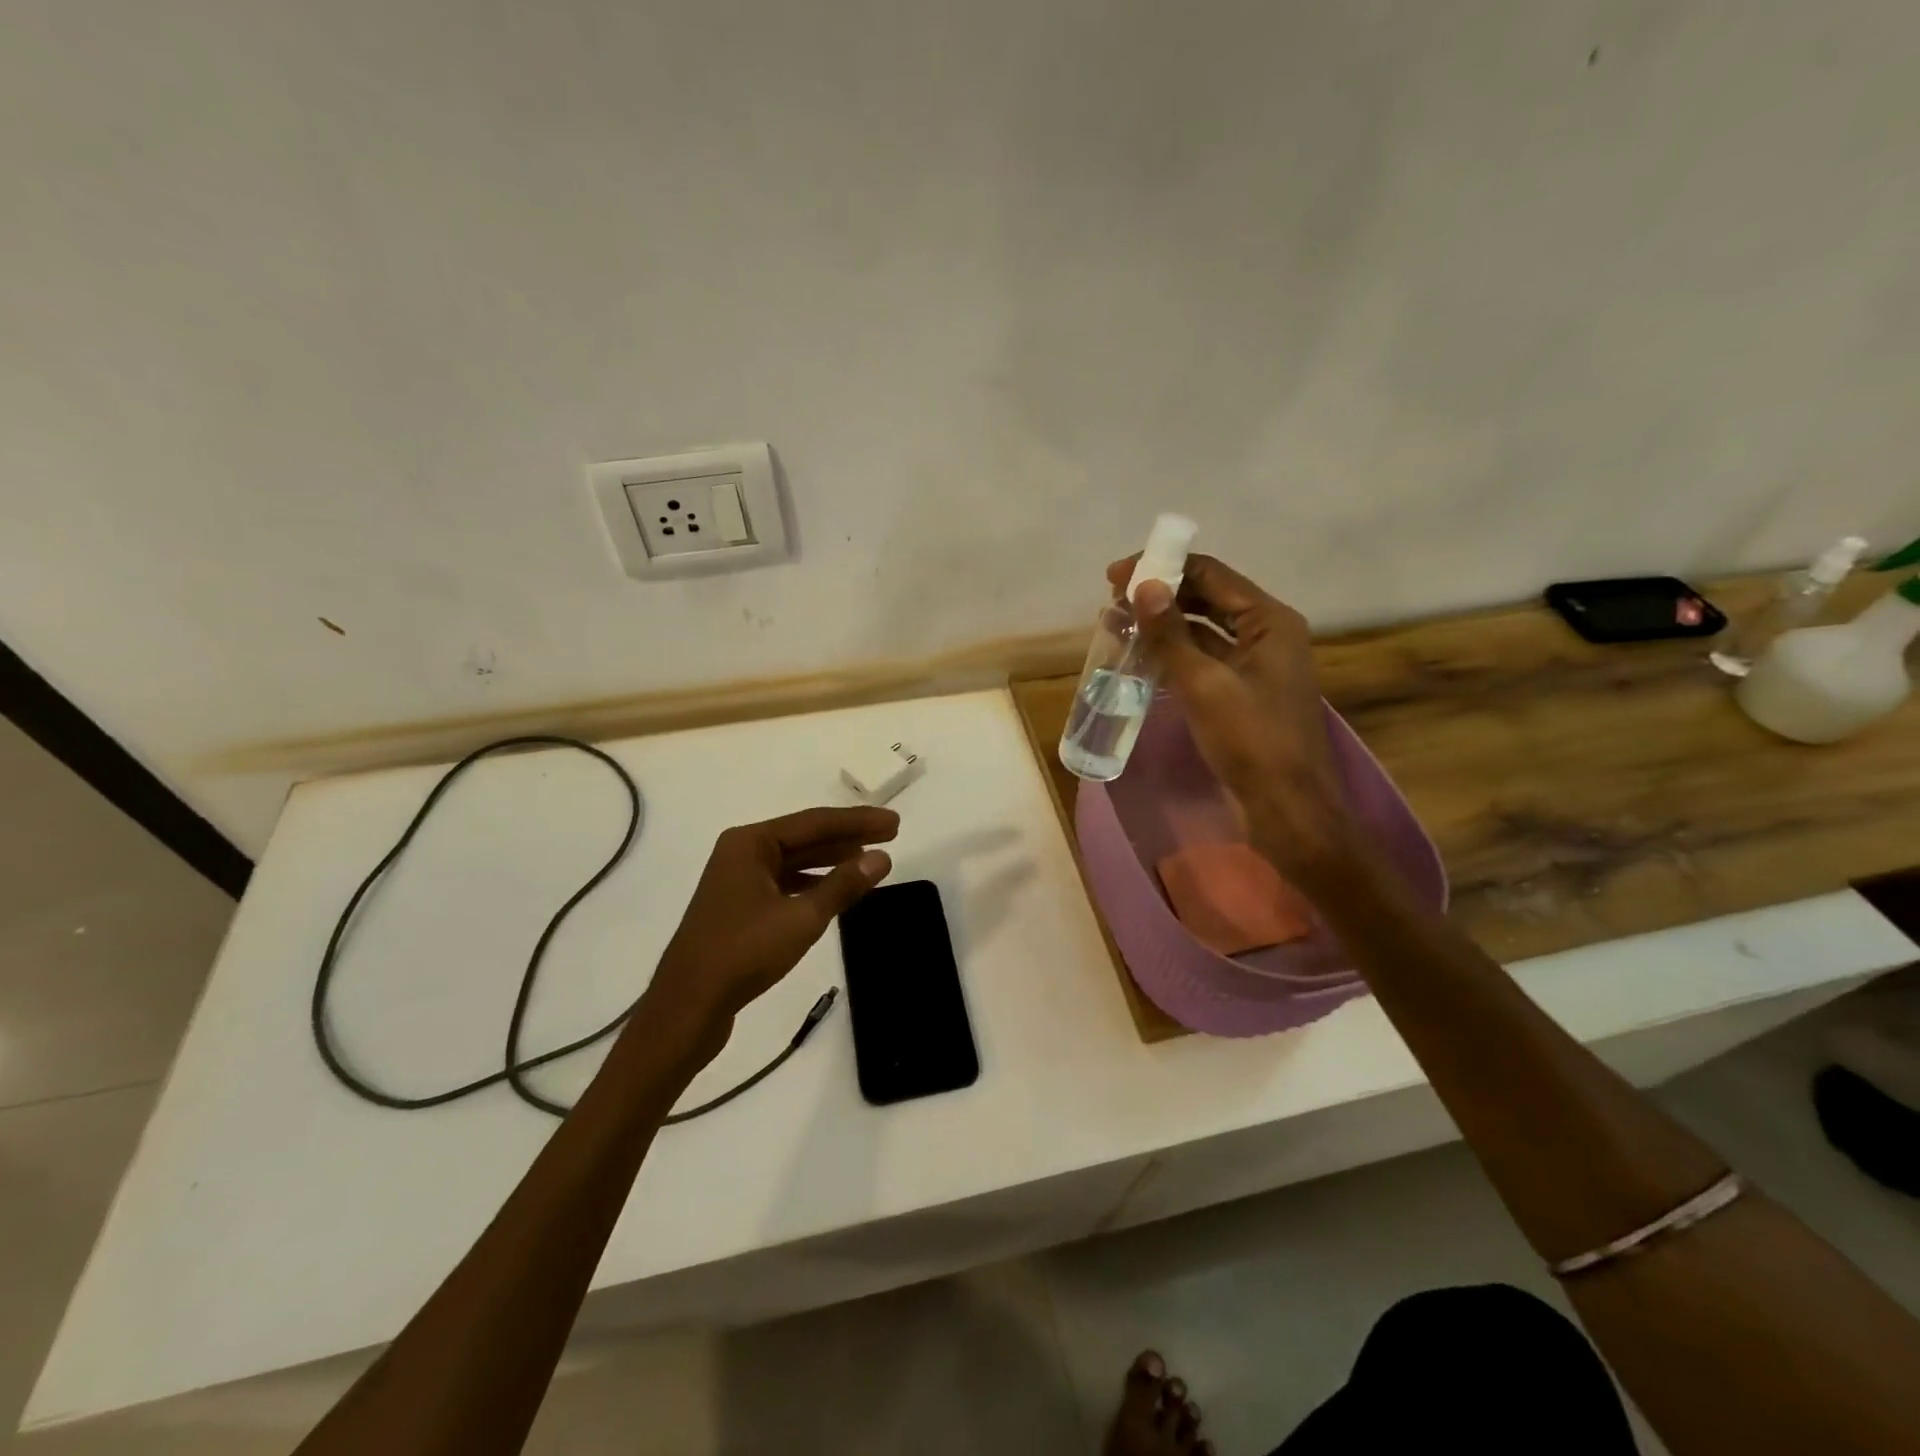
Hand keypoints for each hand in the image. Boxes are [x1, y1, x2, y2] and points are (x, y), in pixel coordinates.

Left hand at [644, 807, 897, 1047]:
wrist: (688, 1007)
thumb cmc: (744, 952)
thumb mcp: (802, 917)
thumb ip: (843, 885)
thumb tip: (881, 857)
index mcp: (751, 843)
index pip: (815, 822)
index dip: (858, 822)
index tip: (894, 823)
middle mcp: (741, 853)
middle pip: (804, 837)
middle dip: (847, 838)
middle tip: (890, 836)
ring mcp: (737, 881)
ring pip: (794, 861)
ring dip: (831, 861)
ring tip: (869, 862)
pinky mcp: (738, 908)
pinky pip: (784, 883)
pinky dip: (813, 884)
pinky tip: (835, 893)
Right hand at [1106, 553, 1353, 879]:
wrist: (1287, 806)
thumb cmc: (1250, 740)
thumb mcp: (1204, 683)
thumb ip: (1170, 633)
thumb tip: (1142, 586)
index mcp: (1270, 620)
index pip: (1211, 573)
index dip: (1162, 568)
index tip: (1115, 577)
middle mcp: (1268, 633)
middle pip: (1209, 597)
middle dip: (1161, 595)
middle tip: (1113, 602)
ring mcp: (1258, 663)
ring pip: (1205, 629)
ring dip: (1165, 624)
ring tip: (1120, 625)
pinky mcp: (1245, 690)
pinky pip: (1206, 658)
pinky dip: (1176, 653)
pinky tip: (1144, 656)